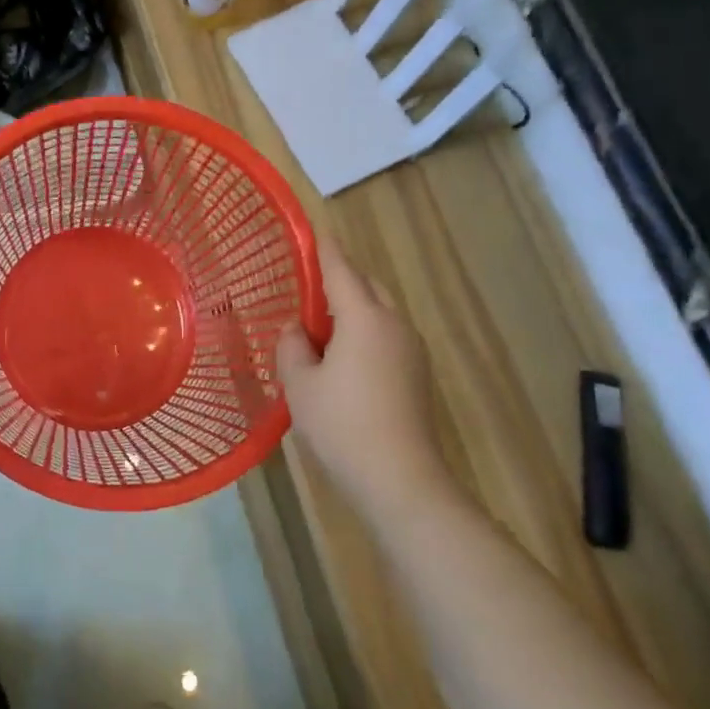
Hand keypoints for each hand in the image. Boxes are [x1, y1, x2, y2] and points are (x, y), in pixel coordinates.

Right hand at [277, 235, 452, 517]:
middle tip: (307, 286)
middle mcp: (394, 325)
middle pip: (367, 286)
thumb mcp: (300, 384)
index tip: (314, 229)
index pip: (341, 270)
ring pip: (379, 312)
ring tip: (318, 326)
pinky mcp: (417, 375)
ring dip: (351, 308)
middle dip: (340, 278)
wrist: (400, 479)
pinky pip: (385, 336)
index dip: (325, 248)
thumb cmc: (341, 424)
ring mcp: (411, 351)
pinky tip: (340, 358)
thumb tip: (297, 331)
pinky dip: (362, 332)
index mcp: (364, 318)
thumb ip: (292, 347)